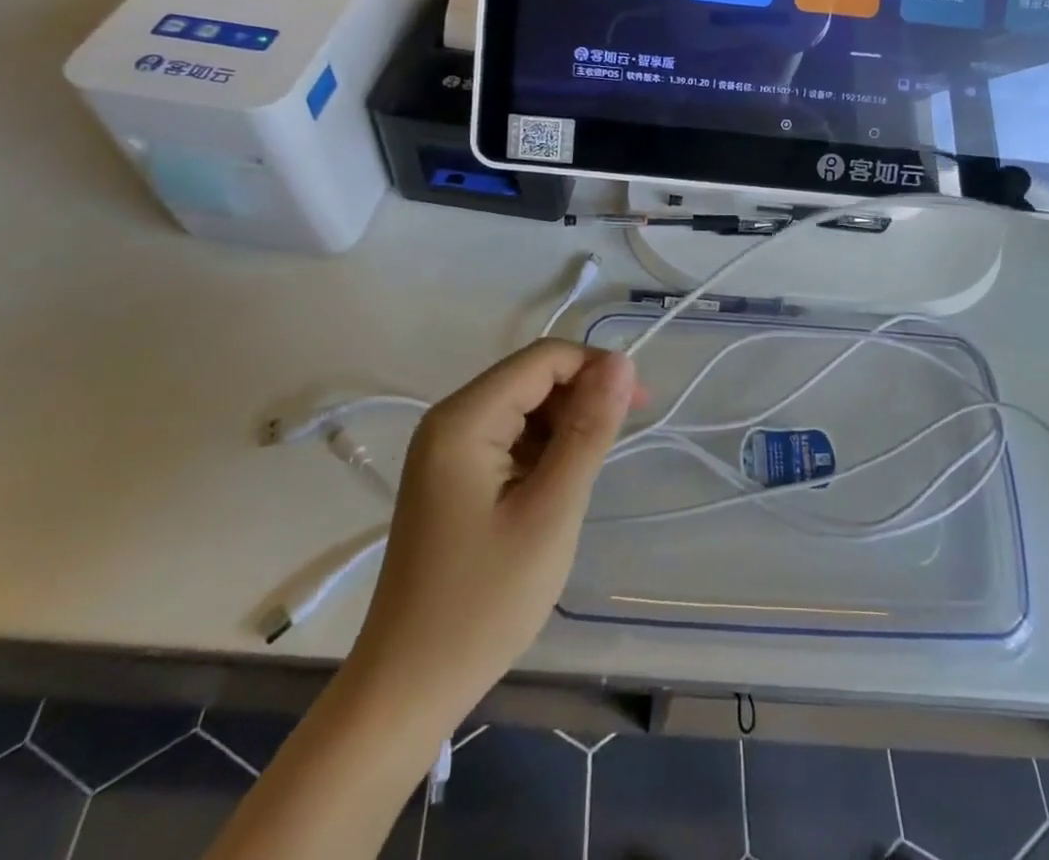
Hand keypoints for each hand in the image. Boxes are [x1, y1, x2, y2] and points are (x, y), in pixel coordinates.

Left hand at [348, 340, 636, 722]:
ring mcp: (445, 451)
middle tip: (620, 440)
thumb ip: (588, 430)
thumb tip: (622, 363)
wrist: (408, 689)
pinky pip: (508, 439)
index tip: (639, 404)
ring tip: (588, 474)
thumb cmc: (484, 600)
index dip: (595, 368)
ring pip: (523, 409)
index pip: (543, 359)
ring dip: (564, 426)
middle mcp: (449, 421)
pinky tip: (558, 487)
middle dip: (582, 397)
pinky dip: (543, 451)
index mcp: (464, 419)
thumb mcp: (551, 510)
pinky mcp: (451, 478)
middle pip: (531, 379)